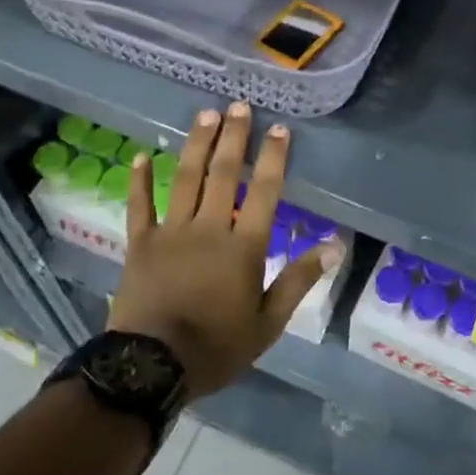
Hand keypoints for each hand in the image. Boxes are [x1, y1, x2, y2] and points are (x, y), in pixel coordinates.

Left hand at [110, 101, 342, 398]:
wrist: (150, 368)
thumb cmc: (216, 348)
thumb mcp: (268, 323)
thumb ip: (299, 280)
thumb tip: (335, 245)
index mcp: (243, 247)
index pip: (265, 192)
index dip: (273, 158)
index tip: (280, 129)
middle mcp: (209, 228)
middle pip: (224, 174)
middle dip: (234, 137)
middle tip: (239, 106)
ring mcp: (171, 232)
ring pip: (186, 179)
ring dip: (197, 145)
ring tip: (205, 114)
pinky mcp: (140, 244)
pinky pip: (139, 205)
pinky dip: (140, 180)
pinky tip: (141, 155)